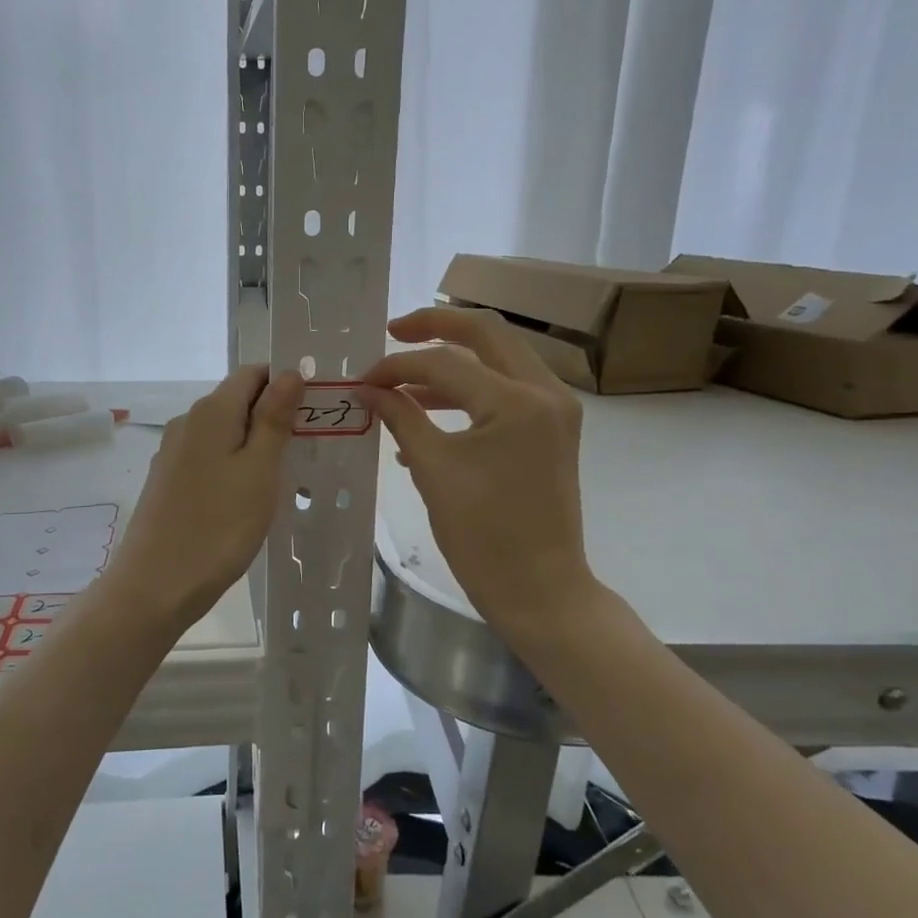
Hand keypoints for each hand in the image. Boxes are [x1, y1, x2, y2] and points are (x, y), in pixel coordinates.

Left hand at [110, 365, 302, 625]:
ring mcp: (173, 453)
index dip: (283, 383)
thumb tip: (289, 372)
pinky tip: (247, 496)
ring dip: (253, 444)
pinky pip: (208, 458)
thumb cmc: (219, 525)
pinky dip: (232, 465)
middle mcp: (187, 422)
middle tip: (306, 446)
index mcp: (211, 412)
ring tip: (283, 475)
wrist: (156, 584)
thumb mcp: (259, 469)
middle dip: (272, 415)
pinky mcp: (167, 481)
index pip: (252, 373)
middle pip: (236, 401)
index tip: (312, 410)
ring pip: (223, 432)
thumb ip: (274, 418)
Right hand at [359, 307, 598, 642]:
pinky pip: (505, 391)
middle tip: (393, 332)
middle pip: (486, 333)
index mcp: (518, 401)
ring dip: (450, 363)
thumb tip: (368, 388)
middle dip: (435, 327)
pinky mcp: (551, 430)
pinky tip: (424, 417)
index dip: (397, 365)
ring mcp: (554, 410)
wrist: (540, 591)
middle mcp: (546, 392)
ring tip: (401, 384)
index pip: (446, 362)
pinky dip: (467, 393)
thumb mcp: (433, 470)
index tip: (363, 380)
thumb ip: (400, 417)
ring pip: (498, 359)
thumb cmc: (484, 536)